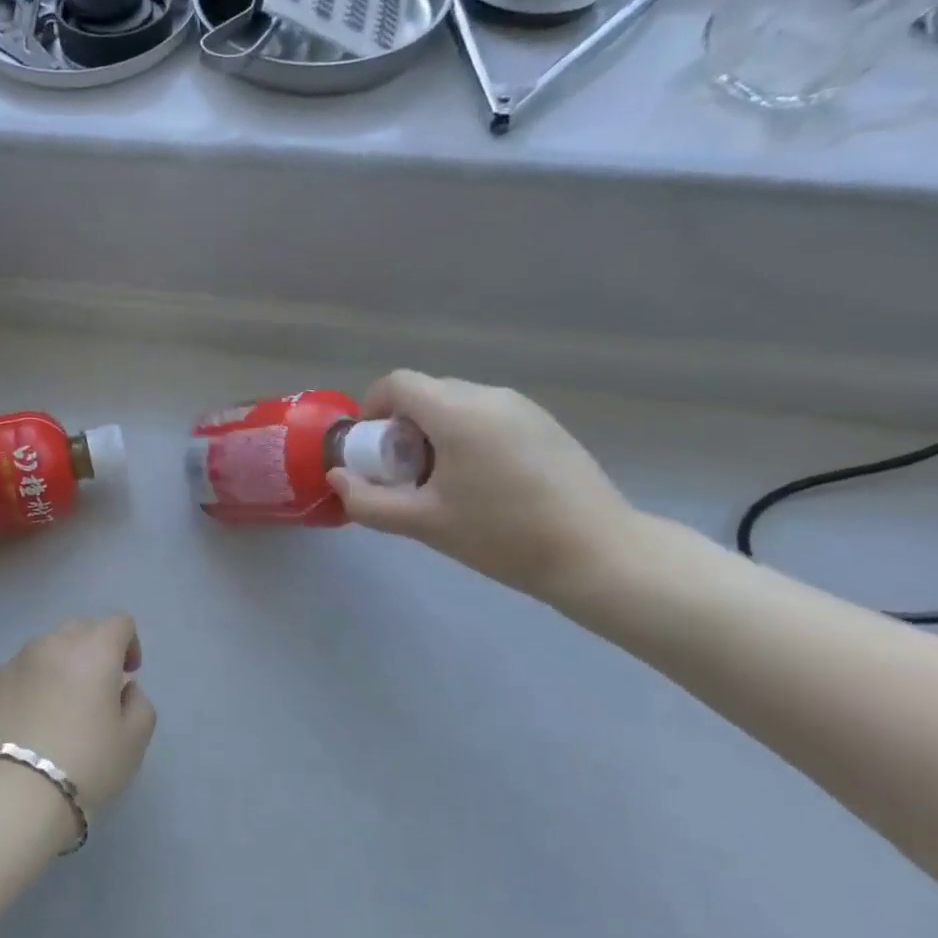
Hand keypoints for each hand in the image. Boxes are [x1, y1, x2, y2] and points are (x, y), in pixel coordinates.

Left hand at [0, 615, 156, 820]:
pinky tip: (22, 728)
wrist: (9, 796)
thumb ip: (139, 705)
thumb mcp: (133, 744)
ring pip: (42, 651)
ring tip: (54, 712)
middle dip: (92, 651)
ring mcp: (12, 662)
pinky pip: (13, 675)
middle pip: (79, 629)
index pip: (118, 623)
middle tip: (94, 691)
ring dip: (56, 668)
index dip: (129, 643)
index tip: (127, 675)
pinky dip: (24, 689)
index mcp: (93, 652)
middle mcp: (51, 645)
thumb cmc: (84, 766)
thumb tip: (124, 688)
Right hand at [328, 372, 637, 599]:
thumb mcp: (424, 523)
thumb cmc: (503, 536)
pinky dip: (468, 434)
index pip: (397, 383)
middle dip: (402, 424)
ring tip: (444, 480)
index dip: (372, 407)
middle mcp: (489, 396)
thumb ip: (369, 501)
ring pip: (458, 403)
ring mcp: (523, 407)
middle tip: (404, 472)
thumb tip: (337, 479)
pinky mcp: (546, 424)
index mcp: (457, 411)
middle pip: (427, 392)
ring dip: (435, 430)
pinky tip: (483, 481)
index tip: (371, 448)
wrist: (599, 554)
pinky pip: (488, 415)